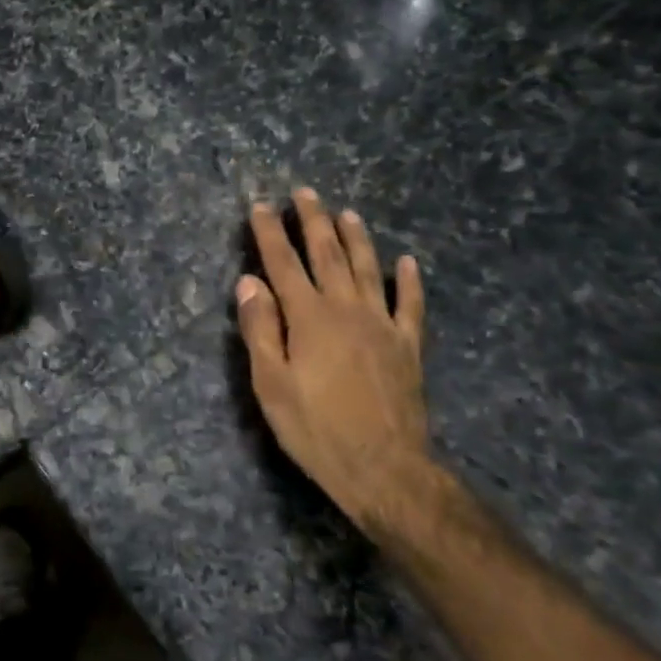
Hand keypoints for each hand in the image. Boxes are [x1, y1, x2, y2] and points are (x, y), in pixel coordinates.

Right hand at [235, 190, 443, 535]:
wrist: (383, 467)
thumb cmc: (315, 428)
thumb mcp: (271, 383)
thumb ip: (260, 328)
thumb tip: (249, 282)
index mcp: (308, 318)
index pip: (284, 264)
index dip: (270, 233)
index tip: (260, 206)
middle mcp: (346, 309)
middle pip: (328, 255)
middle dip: (313, 221)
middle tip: (305, 193)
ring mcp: (382, 325)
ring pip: (369, 269)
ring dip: (357, 238)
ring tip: (347, 213)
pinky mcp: (408, 346)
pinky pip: (411, 305)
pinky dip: (410, 281)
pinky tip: (409, 262)